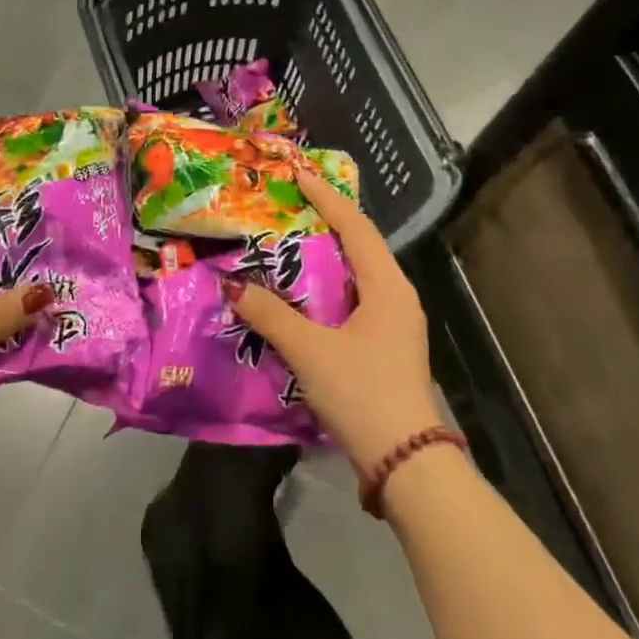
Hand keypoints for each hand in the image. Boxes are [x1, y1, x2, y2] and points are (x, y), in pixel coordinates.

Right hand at [225, 167, 442, 471]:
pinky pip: (353, 299)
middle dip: (324, 223)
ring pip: (355, 275)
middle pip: (359, 246)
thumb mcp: (310, 351)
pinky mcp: (386, 345)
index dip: (326, 198)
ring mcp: (395, 322)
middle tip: (286, 206)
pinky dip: (326, 288)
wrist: (406, 463)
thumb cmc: (362, 393)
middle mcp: (396, 296)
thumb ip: (270, 315)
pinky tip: (300, 295)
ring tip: (287, 243)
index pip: (355, 227)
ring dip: (324, 258)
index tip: (298, 175)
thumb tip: (233, 285)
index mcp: (387, 286)